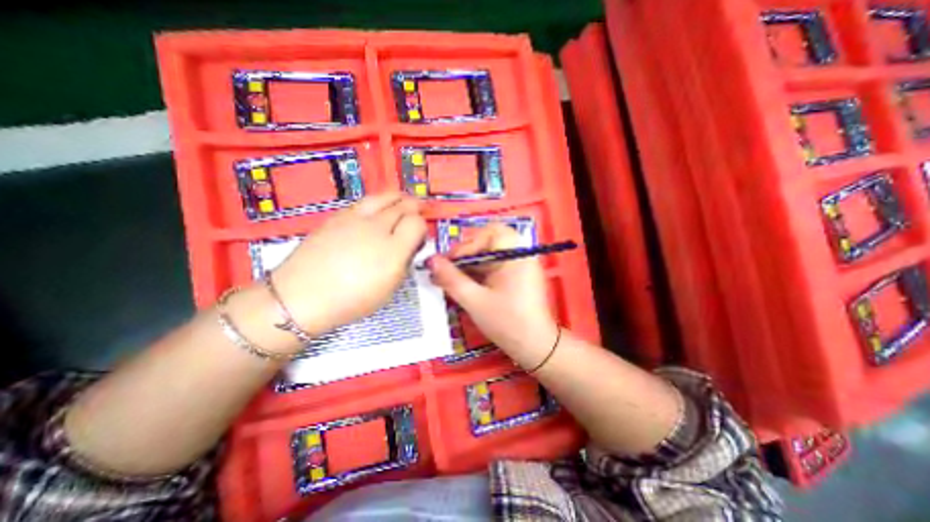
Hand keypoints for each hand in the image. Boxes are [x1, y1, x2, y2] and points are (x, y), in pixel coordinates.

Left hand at [272, 194, 425, 336]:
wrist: (302, 296)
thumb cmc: (352, 300)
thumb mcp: (389, 288)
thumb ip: (403, 262)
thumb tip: (409, 246)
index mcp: (393, 250)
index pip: (417, 223)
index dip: (422, 226)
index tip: (419, 235)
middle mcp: (377, 228)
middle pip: (403, 206)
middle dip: (414, 206)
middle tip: (419, 209)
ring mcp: (355, 219)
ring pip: (384, 197)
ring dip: (397, 197)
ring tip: (402, 199)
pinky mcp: (337, 216)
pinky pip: (364, 202)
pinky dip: (377, 202)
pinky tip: (376, 209)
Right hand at [424, 225, 553, 361]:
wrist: (535, 348)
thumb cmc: (507, 323)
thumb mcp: (475, 301)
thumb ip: (451, 279)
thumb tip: (431, 260)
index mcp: (515, 256)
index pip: (490, 232)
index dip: (468, 243)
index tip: (450, 261)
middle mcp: (520, 256)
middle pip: (489, 243)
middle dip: (466, 255)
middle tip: (447, 269)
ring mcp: (519, 267)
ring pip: (489, 257)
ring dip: (469, 266)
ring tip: (450, 280)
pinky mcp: (516, 278)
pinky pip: (494, 268)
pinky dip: (478, 274)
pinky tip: (464, 286)